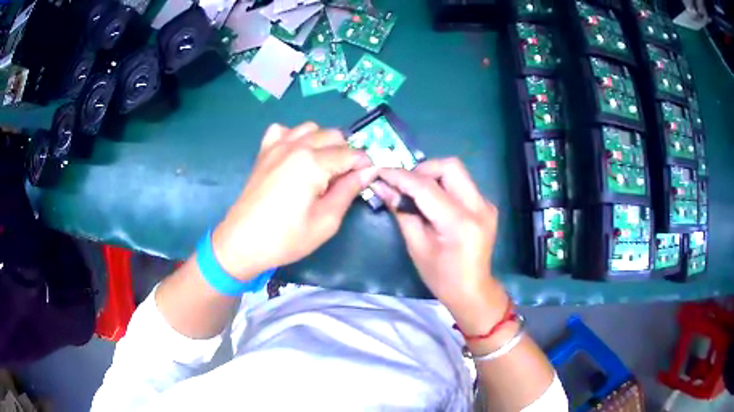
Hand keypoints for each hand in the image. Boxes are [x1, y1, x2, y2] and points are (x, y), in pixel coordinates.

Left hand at [212, 122, 376, 279]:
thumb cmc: (286, 238)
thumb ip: (348, 191)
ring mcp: (277, 145)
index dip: (364, 165)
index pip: (350, 153)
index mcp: (312, 163)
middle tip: (343, 179)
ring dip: (323, 143)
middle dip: (345, 153)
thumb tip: (369, 171)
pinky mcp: (264, 151)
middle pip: (333, 135)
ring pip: (311, 128)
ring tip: (321, 167)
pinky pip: (284, 130)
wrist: (243, 242)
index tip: (367, 179)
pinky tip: (295, 155)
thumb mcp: (326, 221)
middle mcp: (296, 146)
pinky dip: (295, 137)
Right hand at [372, 158, 506, 332]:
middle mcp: (479, 207)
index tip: (381, 172)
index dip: (401, 177)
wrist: (473, 291)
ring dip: (433, 175)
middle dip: (422, 169)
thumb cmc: (441, 277)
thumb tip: (381, 187)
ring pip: (457, 172)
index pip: (427, 188)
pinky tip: (434, 202)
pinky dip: (444, 185)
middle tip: (405, 185)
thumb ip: (401, 212)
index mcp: (460, 223)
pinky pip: (463, 183)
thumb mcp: (417, 247)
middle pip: (450, 166)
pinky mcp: (487, 205)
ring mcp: (487, 205)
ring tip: (417, 193)